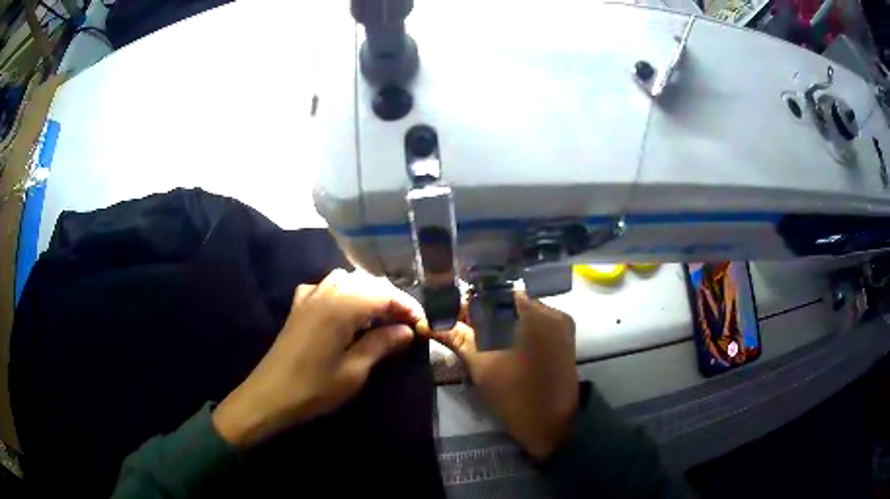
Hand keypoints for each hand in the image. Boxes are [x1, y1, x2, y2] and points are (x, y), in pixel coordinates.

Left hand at [212, 269, 424, 448]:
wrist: (269, 395)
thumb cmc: (314, 388)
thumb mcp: (354, 371)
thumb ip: (381, 345)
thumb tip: (406, 331)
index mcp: (341, 306)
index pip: (383, 294)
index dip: (406, 306)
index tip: (422, 323)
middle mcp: (325, 292)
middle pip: (366, 282)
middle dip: (389, 298)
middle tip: (405, 322)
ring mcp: (308, 297)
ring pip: (345, 280)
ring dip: (366, 293)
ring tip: (379, 316)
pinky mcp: (298, 306)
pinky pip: (325, 287)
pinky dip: (341, 293)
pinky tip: (345, 311)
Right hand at [428, 292, 577, 458]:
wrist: (553, 423)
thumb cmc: (515, 394)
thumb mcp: (481, 364)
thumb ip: (456, 336)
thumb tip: (425, 321)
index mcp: (530, 312)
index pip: (491, 293)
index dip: (468, 303)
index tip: (451, 316)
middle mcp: (550, 309)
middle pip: (507, 301)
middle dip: (483, 313)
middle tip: (461, 330)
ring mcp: (560, 322)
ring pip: (521, 312)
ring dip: (500, 322)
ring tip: (480, 340)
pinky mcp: (565, 336)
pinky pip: (535, 323)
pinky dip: (517, 330)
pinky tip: (503, 346)